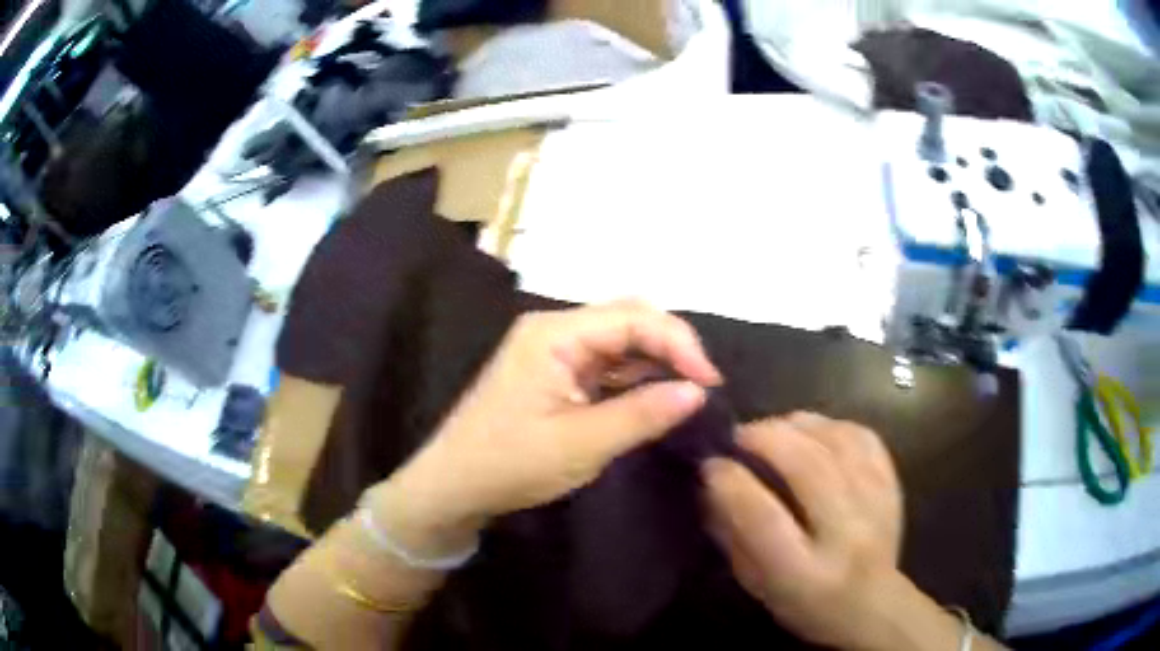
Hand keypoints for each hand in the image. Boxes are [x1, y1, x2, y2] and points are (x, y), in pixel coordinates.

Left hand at [368, 300, 720, 556]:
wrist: (453, 487)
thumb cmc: (510, 464)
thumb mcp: (582, 445)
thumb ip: (642, 413)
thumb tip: (697, 391)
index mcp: (554, 334)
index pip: (632, 317)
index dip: (678, 342)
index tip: (710, 382)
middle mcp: (554, 330)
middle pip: (627, 318)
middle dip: (670, 345)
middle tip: (701, 384)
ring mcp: (552, 351)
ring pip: (619, 340)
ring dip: (654, 360)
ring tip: (687, 390)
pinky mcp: (554, 373)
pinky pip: (605, 363)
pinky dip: (633, 377)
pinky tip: (654, 396)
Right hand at [702, 413, 907, 649]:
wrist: (872, 605)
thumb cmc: (804, 602)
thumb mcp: (756, 584)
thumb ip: (733, 535)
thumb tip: (712, 483)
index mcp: (802, 572)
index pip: (764, 518)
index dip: (734, 483)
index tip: (712, 464)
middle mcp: (845, 534)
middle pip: (808, 468)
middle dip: (767, 439)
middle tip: (740, 435)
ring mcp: (876, 505)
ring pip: (838, 443)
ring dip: (798, 426)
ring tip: (774, 430)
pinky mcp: (892, 485)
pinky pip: (864, 437)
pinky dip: (833, 426)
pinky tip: (814, 432)